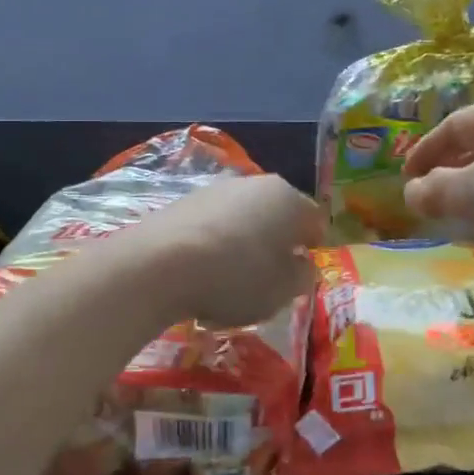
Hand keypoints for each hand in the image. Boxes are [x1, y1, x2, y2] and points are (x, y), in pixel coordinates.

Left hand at [124, 175, 323, 327]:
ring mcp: (213, 190)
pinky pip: (209, 227)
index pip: (314, 220)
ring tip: (229, 280)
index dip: (312, 246)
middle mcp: (253, 184)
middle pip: (274, 214)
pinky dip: (211, 246)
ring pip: (240, 219)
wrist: (159, 264)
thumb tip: (299, 263)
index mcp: (288, 199)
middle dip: (274, 242)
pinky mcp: (180, 203)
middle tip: (268, 277)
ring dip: (241, 243)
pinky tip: (200, 275)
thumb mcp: (283, 290)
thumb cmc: (236, 277)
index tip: (303, 270)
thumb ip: (301, 275)